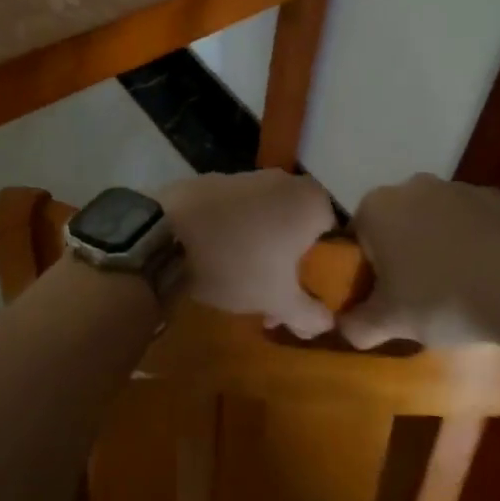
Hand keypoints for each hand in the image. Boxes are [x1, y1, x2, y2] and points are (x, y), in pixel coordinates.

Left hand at [159, 170, 337, 336]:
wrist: (164, 235)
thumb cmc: (238, 263)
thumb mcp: (279, 299)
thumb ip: (310, 313)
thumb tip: (327, 324)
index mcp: (311, 200)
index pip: (335, 236)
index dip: (324, 271)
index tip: (306, 296)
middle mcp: (284, 180)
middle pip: (298, 229)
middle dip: (289, 265)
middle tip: (274, 298)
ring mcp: (246, 176)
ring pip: (267, 221)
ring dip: (262, 252)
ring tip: (241, 288)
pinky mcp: (212, 181)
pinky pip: (237, 212)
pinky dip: (235, 234)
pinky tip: (215, 261)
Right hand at [342, 174, 499, 349]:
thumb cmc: (441, 299)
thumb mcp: (391, 322)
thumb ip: (357, 324)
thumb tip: (344, 327)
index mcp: (377, 207)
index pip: (358, 237)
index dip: (367, 268)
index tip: (384, 296)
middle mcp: (412, 185)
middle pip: (397, 222)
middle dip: (402, 251)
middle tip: (417, 294)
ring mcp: (459, 187)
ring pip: (436, 218)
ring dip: (439, 243)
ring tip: (457, 286)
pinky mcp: (498, 197)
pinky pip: (474, 220)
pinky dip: (475, 240)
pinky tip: (488, 273)